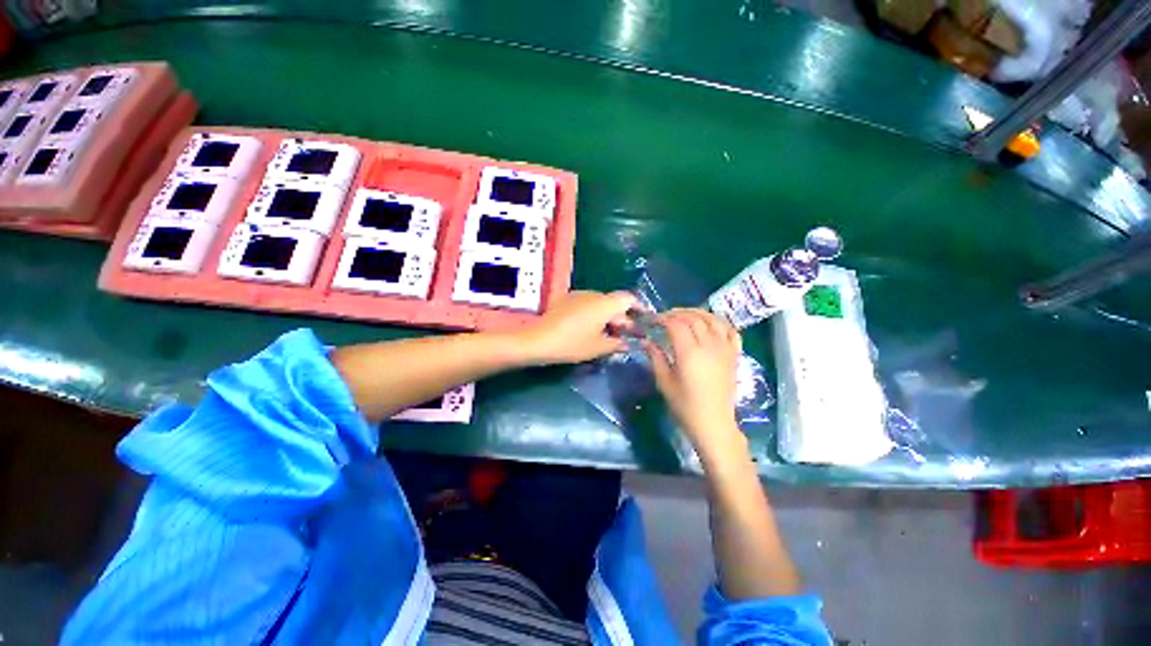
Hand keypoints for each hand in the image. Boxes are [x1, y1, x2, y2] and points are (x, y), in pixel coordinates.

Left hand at [517, 291, 637, 364]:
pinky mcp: (567, 300)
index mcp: (605, 304)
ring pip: (600, 304)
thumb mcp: (598, 347)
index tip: (645, 318)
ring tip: (609, 335)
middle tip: (628, 335)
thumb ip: (616, 344)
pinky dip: (594, 315)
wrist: (539, 339)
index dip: (639, 307)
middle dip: (622, 318)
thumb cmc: (573, 343)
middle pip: (614, 303)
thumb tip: (627, 343)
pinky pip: (587, 304)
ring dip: (608, 317)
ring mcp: (579, 295)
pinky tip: (591, 330)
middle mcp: (594, 294)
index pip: (629, 299)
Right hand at [644, 309, 745, 458]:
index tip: (653, 321)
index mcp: (689, 353)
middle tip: (664, 317)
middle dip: (676, 313)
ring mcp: (724, 349)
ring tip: (684, 315)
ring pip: (712, 319)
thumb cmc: (685, 405)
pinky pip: (730, 330)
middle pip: (693, 318)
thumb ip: (656, 358)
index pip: (675, 324)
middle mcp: (709, 346)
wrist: (713, 423)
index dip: (663, 319)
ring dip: (697, 313)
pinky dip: (720, 322)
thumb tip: (647, 341)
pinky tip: (710, 323)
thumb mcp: (664, 382)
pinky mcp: (734, 355)